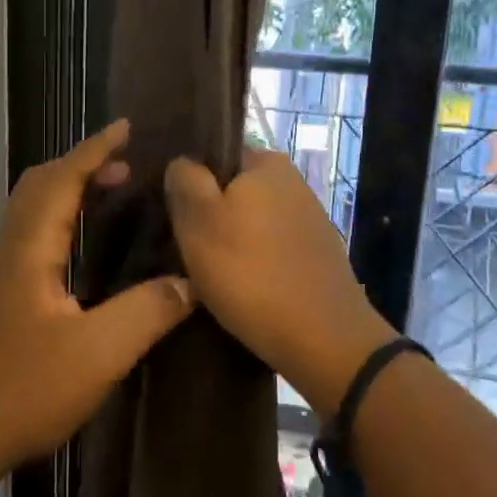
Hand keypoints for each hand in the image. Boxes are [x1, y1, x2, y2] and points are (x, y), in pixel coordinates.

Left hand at [0, 120, 194, 474]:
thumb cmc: (23, 389)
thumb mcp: (98, 353)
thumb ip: (147, 312)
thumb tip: (191, 282)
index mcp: (29, 248)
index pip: (62, 179)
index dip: (95, 150)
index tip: (127, 127)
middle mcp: (10, 249)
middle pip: (40, 184)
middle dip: (82, 163)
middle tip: (127, 164)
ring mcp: (1, 273)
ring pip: (33, 209)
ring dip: (70, 189)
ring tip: (113, 193)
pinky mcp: (1, 296)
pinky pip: (33, 234)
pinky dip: (62, 218)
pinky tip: (85, 249)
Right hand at [166, 148, 396, 413]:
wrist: (323, 340)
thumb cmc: (250, 273)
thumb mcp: (198, 221)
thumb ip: (185, 180)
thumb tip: (182, 162)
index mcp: (266, 162)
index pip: (214, 156)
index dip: (190, 183)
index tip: (174, 216)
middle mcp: (293, 182)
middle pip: (233, 191)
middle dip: (210, 215)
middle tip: (186, 249)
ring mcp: (309, 219)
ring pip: (252, 222)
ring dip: (231, 242)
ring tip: (209, 274)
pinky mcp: (317, 255)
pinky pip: (272, 249)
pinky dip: (255, 263)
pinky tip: (243, 289)